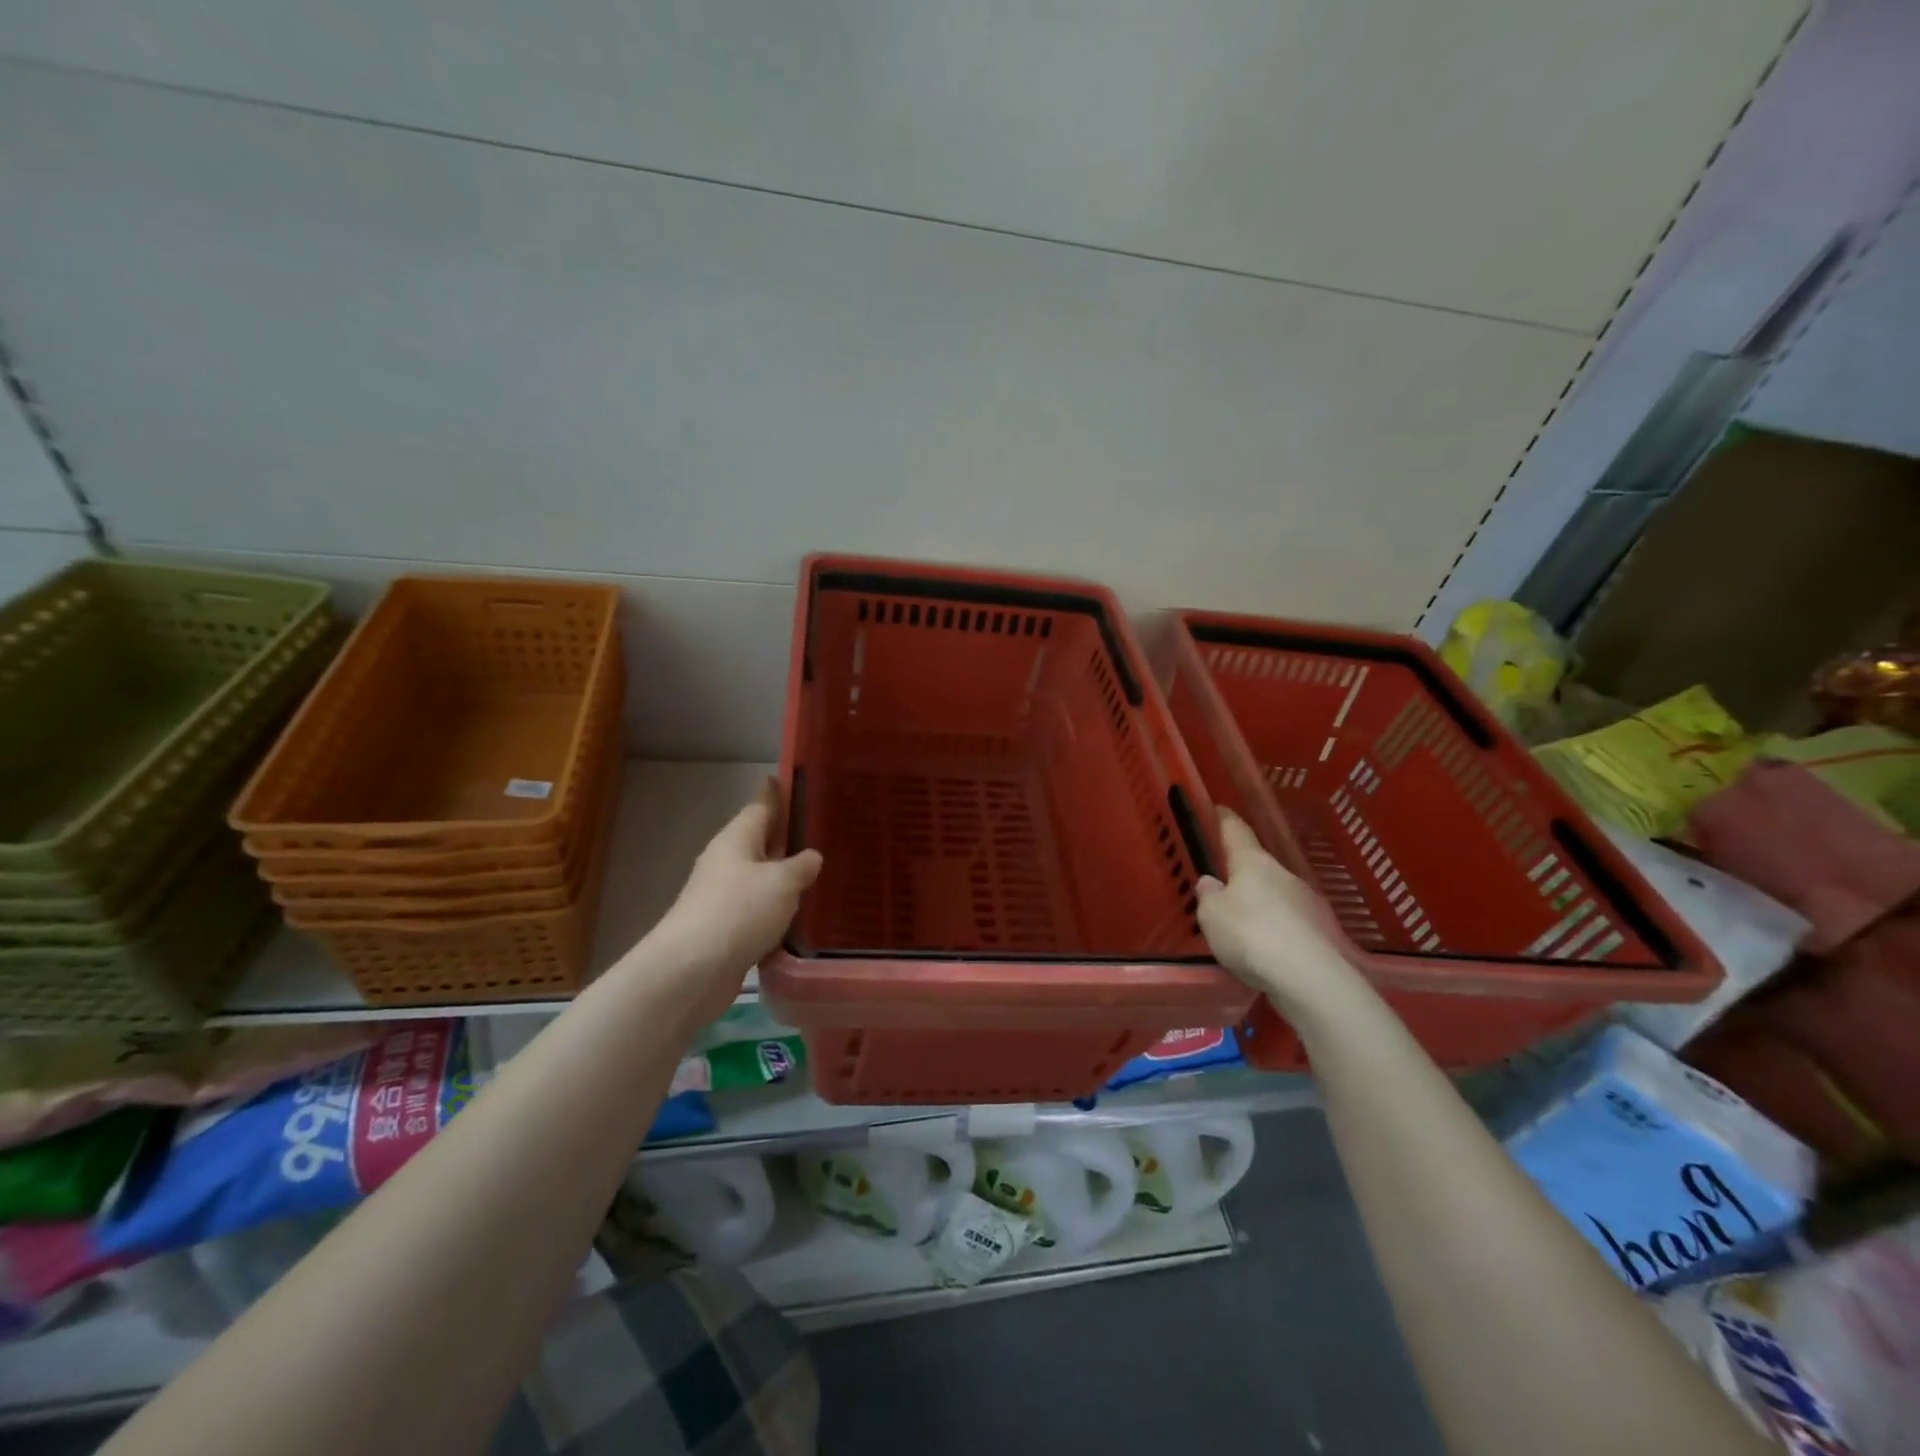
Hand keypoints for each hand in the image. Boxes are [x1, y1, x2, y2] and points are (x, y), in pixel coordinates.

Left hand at [650, 779, 822, 1019]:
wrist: (691, 971)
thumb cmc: (738, 912)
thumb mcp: (782, 883)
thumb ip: (801, 866)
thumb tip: (811, 857)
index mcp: (737, 839)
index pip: (760, 805)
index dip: (775, 793)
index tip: (790, 780)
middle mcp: (727, 862)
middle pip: (759, 841)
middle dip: (785, 836)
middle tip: (820, 831)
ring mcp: (723, 897)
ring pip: (760, 878)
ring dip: (783, 877)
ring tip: (819, 875)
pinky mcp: (725, 930)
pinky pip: (757, 911)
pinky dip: (777, 910)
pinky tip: (800, 917)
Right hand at [1196, 808, 1357, 1019]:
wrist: (1310, 979)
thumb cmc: (1249, 935)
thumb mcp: (1211, 915)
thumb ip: (1209, 896)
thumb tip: (1213, 884)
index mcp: (1253, 862)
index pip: (1236, 831)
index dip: (1225, 820)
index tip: (1219, 809)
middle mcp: (1284, 875)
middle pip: (1259, 867)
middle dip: (1242, 875)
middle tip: (1223, 888)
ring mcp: (1308, 904)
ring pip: (1277, 897)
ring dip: (1261, 907)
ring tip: (1243, 930)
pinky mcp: (1323, 934)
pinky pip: (1290, 925)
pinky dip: (1277, 933)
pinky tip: (1266, 953)